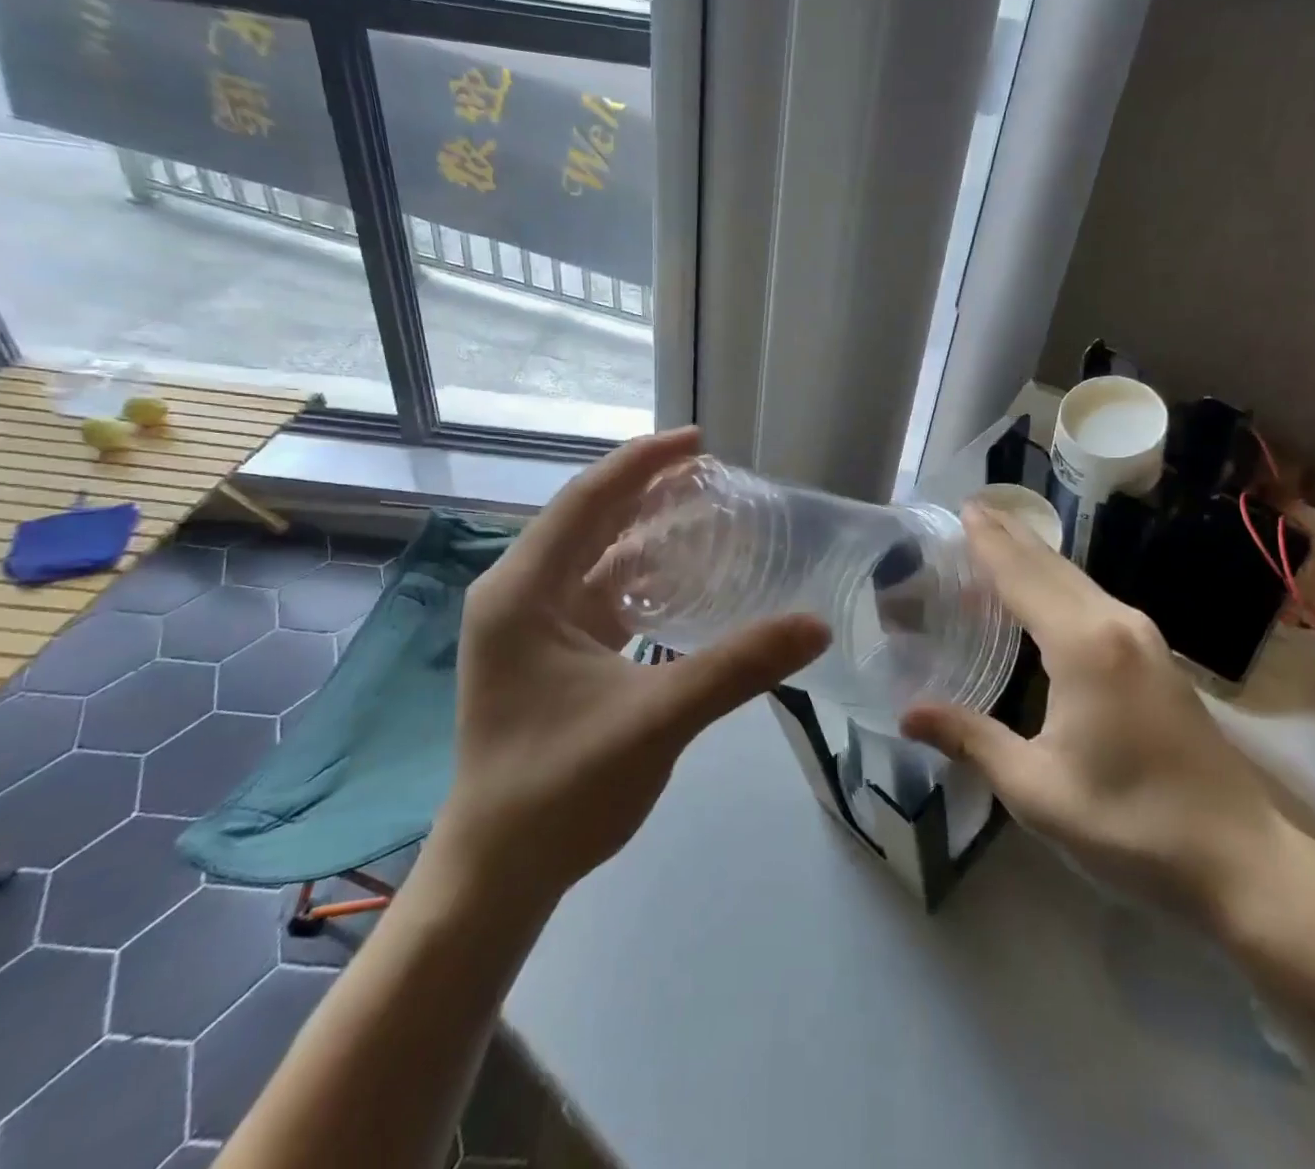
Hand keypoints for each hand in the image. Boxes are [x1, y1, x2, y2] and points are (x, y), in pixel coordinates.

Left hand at [428, 428, 828, 905]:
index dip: (643, 463)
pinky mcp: (549, 652)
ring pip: (595, 556)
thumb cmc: (561, 791)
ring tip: (707, 512)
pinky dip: (641, 575)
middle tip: (714, 475)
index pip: (586, 501)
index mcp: (522, 592)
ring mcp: (531, 625)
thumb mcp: (656, 720)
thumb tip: (816, 625)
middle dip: (648, 491)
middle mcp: (518, 595)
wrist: (499, 873)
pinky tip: (684, 577)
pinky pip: (599, 592)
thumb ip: (737, 667)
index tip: (699, 442)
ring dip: (646, 532)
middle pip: (589, 520)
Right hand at [901, 503, 1297, 923]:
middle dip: (1011, 536)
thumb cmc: (1132, 826)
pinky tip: (1040, 596)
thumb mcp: (1037, 790)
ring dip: (1035, 558)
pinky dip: (1056, 585)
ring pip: (1077, 580)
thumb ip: (971, 740)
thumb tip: (907, 714)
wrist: (1241, 860)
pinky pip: (1093, 601)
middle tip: (972, 512)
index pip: (1023, 577)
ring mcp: (1144, 638)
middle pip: (1052, 566)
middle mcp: (1116, 624)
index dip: (990, 542)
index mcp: (1084, 646)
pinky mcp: (1157, 657)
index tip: (962, 508)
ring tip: (996, 541)